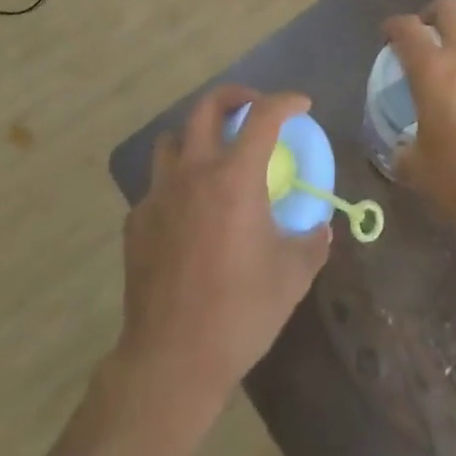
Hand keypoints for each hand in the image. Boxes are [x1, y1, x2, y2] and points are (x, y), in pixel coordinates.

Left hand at [119, 87, 331, 403]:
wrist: (172, 359)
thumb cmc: (240, 311)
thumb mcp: (292, 276)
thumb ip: (311, 242)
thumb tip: (318, 229)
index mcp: (234, 178)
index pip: (263, 117)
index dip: (286, 102)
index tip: (301, 105)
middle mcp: (192, 173)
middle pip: (206, 108)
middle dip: (235, 97)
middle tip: (254, 108)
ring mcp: (158, 195)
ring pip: (173, 140)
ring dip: (198, 136)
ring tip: (216, 155)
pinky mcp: (137, 222)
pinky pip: (158, 185)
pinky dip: (178, 184)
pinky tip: (191, 214)